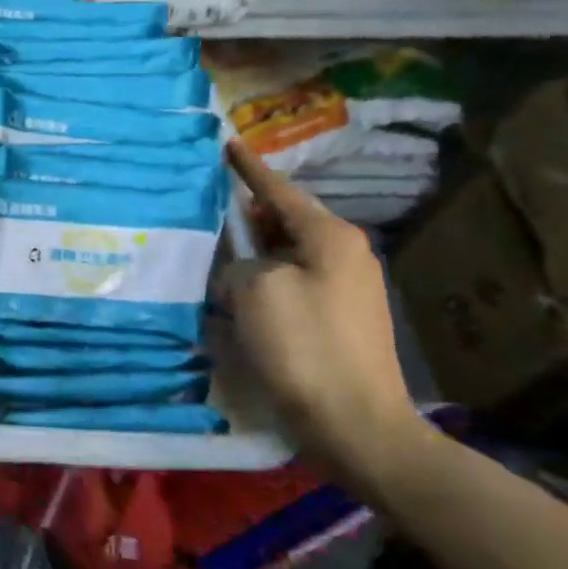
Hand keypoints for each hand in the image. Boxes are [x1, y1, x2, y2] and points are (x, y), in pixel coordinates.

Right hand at [218, 140, 428, 499]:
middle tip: (210, 202)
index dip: (249, 168)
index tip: (228, 144)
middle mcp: (345, 254)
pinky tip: (240, 287)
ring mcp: (347, 287)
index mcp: (329, 237)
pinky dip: (265, 276)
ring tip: (217, 244)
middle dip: (249, 211)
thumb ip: (240, 263)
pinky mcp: (339, 318)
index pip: (278, 190)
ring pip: (288, 251)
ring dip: (255, 248)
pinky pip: (293, 279)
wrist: (357, 424)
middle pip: (286, 218)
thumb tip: (243, 270)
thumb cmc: (305, 347)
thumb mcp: (255, 290)